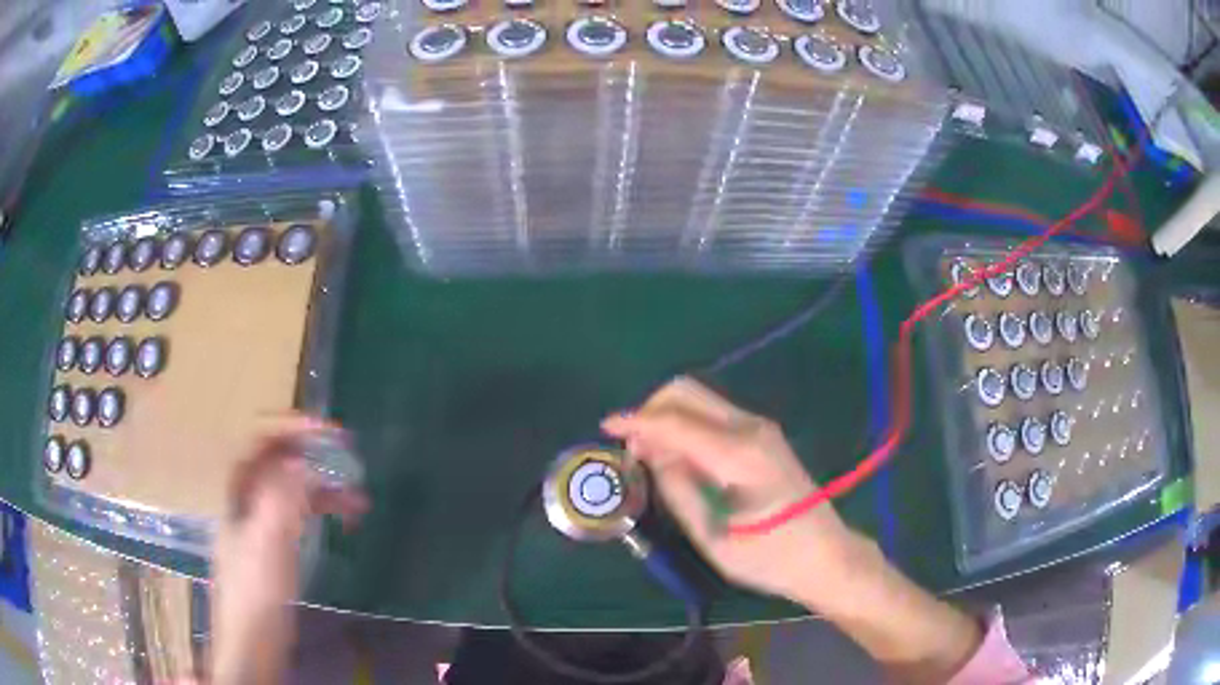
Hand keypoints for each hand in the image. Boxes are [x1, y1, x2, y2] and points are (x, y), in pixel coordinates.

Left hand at [211, 414, 367, 684]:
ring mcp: (263, 515)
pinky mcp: (278, 537)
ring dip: (326, 485)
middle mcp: (249, 492)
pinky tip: (348, 516)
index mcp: (239, 486)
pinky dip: (324, 508)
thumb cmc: (255, 589)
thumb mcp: (268, 542)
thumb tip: (302, 460)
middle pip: (281, 456)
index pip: (261, 436)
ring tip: (359, 497)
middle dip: (316, 453)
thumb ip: (281, 497)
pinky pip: (301, 510)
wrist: (253, 637)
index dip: (294, 425)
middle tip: (350, 457)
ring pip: (295, 484)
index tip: (331, 432)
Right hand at [600, 376, 868, 609]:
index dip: (636, 421)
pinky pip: (712, 415)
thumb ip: (679, 490)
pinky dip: (685, 424)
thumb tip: (650, 453)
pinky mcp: (761, 436)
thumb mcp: (714, 536)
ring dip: (667, 415)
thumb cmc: (769, 556)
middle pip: (687, 392)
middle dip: (650, 409)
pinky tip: (677, 454)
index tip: (604, 427)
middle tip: (630, 446)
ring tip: (648, 454)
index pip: (675, 421)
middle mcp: (750, 428)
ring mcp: (759, 428)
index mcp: (739, 453)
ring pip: (700, 399)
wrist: (824, 555)